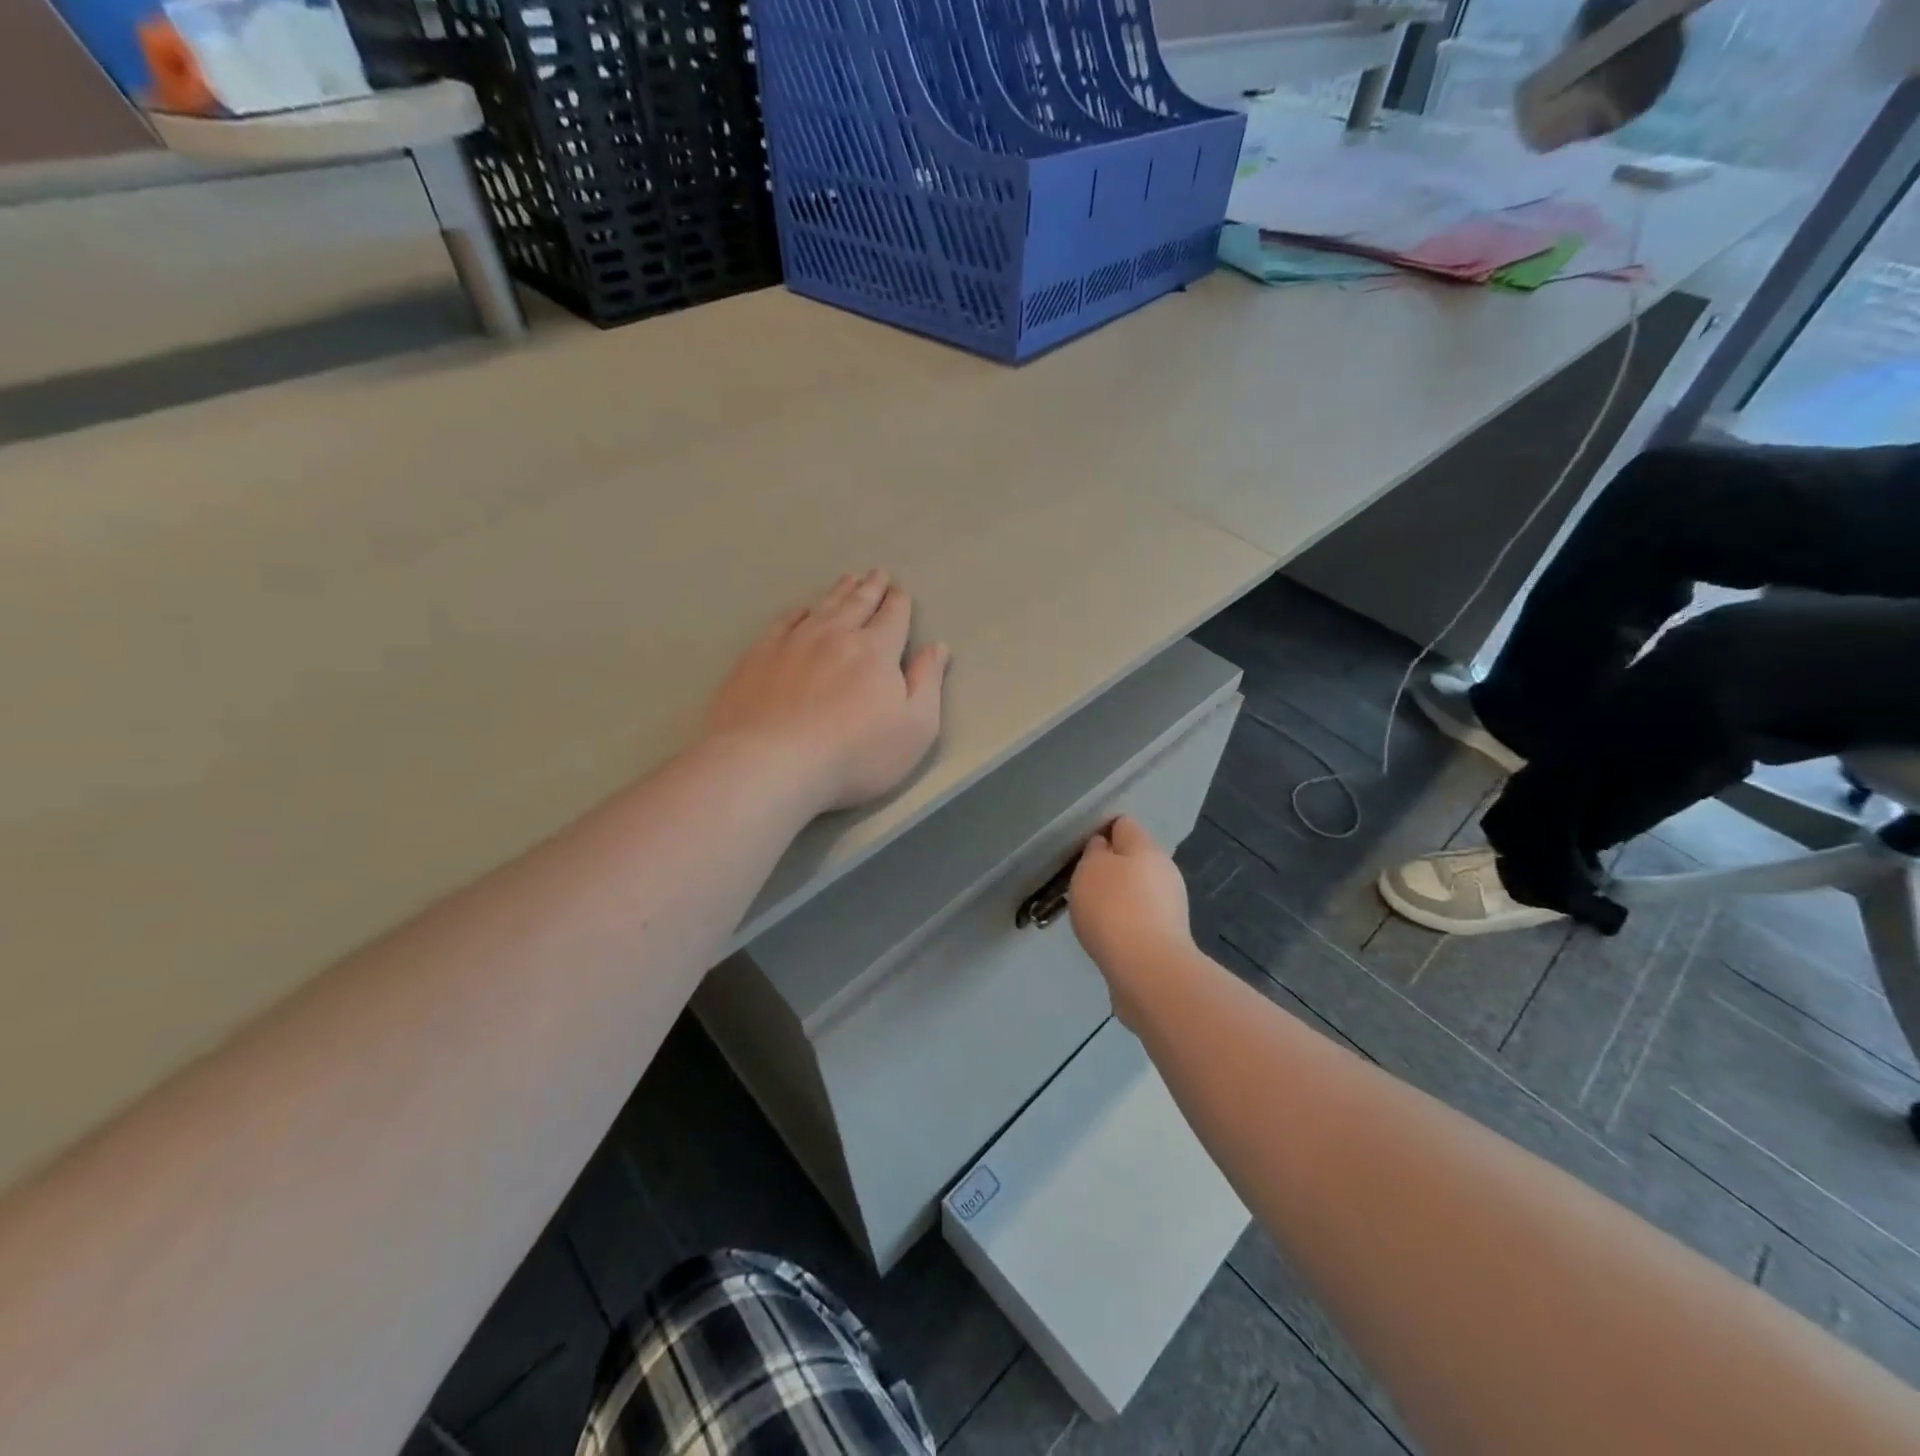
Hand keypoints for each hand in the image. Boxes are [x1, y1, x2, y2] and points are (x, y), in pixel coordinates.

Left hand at [704, 570, 949, 815]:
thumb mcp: (915, 727)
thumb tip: (937, 647)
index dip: (898, 603)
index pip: (892, 618)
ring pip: (821, 607)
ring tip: (847, 579)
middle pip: (857, 604)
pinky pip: (783, 623)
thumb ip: (927, 683)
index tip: (900, 591)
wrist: (772, 762)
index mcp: (875, 651)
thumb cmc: (855, 753)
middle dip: (871, 588)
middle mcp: (835, 636)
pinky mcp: (758, 657)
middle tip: (877, 572)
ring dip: (838, 592)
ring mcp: (793, 643)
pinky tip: (800, 611)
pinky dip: (797, 613)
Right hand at [1069, 817, 1193, 1024]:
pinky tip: (1107, 936)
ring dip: (1117, 897)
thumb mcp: (1091, 869)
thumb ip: (1095, 852)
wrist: (1146, 970)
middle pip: (1134, 859)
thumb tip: (1104, 848)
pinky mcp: (1168, 938)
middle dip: (1110, 868)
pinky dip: (1123, 923)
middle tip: (1082, 882)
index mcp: (1147, 848)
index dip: (1101, 830)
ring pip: (1138, 890)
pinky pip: (1140, 919)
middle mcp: (1165, 871)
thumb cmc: (1113, 908)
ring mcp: (1170, 906)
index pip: (1124, 825)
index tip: (1081, 847)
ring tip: (1091, 913)